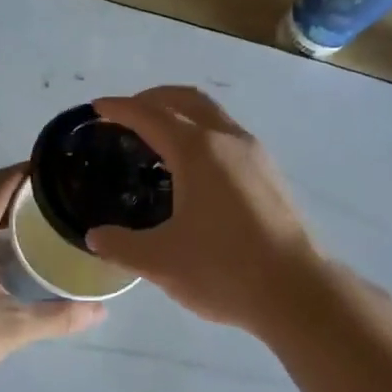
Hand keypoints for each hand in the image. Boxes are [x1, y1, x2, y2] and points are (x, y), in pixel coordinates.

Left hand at [0, 165, 104, 389]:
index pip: (1, 183)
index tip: (61, 169)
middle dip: (23, 192)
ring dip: (5, 214)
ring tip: (42, 223)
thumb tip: (100, 311)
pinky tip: (9, 255)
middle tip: (61, 200)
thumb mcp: (11, 328)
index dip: (30, 170)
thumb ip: (57, 317)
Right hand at [87, 87, 326, 334]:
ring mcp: (255, 155)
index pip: (150, 115)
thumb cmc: (224, 269)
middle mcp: (228, 140)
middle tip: (126, 114)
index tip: (98, 107)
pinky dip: (202, 134)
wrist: (297, 292)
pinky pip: (228, 136)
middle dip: (153, 99)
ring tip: (157, 139)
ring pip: (212, 115)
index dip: (120, 108)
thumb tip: (95, 236)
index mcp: (198, 151)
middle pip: (186, 100)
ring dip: (181, 114)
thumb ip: (120, 245)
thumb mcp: (160, 262)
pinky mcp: (270, 174)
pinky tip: (193, 169)